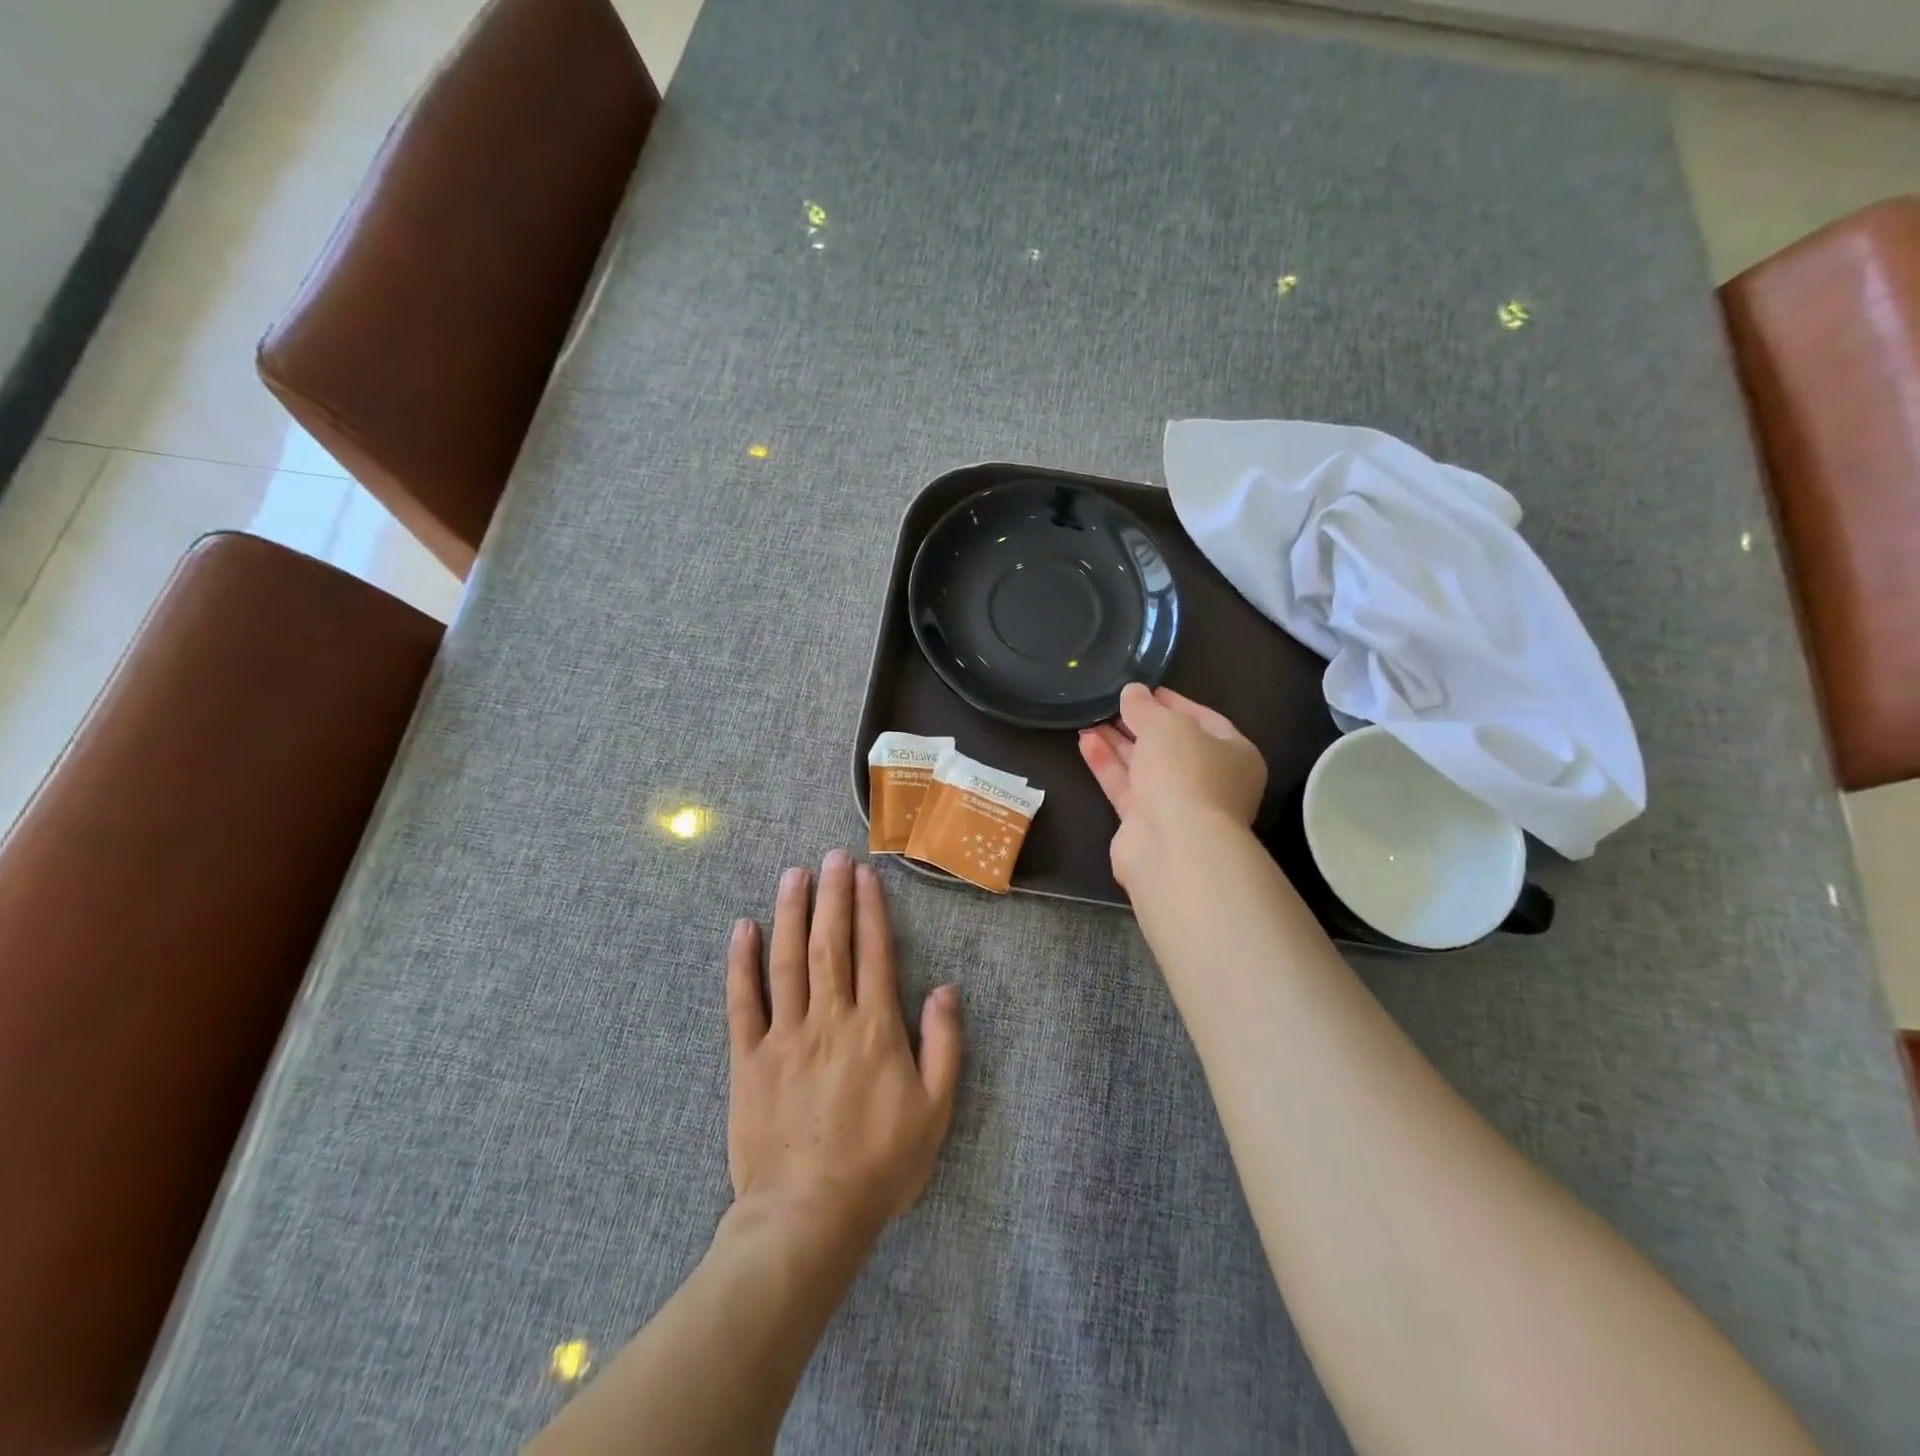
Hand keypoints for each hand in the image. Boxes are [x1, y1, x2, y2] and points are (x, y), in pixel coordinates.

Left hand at [726, 850, 962, 1237]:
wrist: (807, 1218)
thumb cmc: (879, 1166)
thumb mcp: (935, 1112)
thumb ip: (944, 1045)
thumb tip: (946, 989)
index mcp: (875, 1029)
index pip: (874, 952)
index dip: (871, 909)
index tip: (866, 875)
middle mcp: (830, 1019)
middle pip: (831, 943)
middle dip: (833, 894)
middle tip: (832, 855)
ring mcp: (785, 1036)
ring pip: (788, 960)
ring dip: (791, 912)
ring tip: (794, 874)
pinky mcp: (748, 1059)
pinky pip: (743, 1002)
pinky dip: (742, 963)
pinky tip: (744, 928)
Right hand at [1078, 684, 1267, 888]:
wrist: (1174, 845)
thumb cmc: (1186, 773)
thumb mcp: (1166, 726)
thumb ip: (1145, 707)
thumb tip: (1132, 692)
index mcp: (1234, 754)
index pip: (1205, 720)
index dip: (1174, 702)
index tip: (1144, 689)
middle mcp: (1209, 780)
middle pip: (1171, 745)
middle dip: (1140, 724)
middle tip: (1111, 704)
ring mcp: (1177, 805)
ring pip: (1144, 767)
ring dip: (1118, 743)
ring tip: (1090, 718)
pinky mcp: (1145, 824)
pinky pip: (1125, 787)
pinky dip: (1107, 764)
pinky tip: (1086, 741)